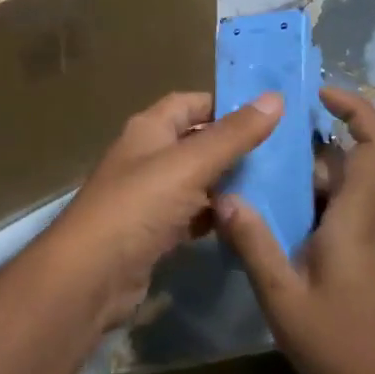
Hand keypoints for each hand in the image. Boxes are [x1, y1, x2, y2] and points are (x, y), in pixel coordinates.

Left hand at [46, 91, 283, 328]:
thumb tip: (276, 98)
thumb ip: (233, 134)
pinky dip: (215, 217)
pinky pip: (191, 216)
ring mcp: (149, 197)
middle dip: (234, 146)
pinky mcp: (154, 233)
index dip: (226, 105)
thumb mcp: (190, 164)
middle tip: (283, 154)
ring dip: (228, 183)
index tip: (270, 114)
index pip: (190, 103)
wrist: (92, 275)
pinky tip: (245, 222)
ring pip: (196, 181)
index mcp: (149, 129)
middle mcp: (147, 157)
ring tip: (275, 186)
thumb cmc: (138, 206)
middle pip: (195, 142)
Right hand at [217, 87, 374, 373]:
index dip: (359, 110)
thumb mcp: (281, 294)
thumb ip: (252, 242)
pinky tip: (278, 227)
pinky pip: (344, 216)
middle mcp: (374, 221)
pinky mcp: (372, 260)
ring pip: (343, 193)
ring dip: (306, 184)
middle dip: (308, 153)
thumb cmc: (334, 341)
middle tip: (261, 151)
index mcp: (358, 219)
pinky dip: (314, 208)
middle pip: (348, 166)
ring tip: (259, 187)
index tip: (323, 95)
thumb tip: (225, 196)